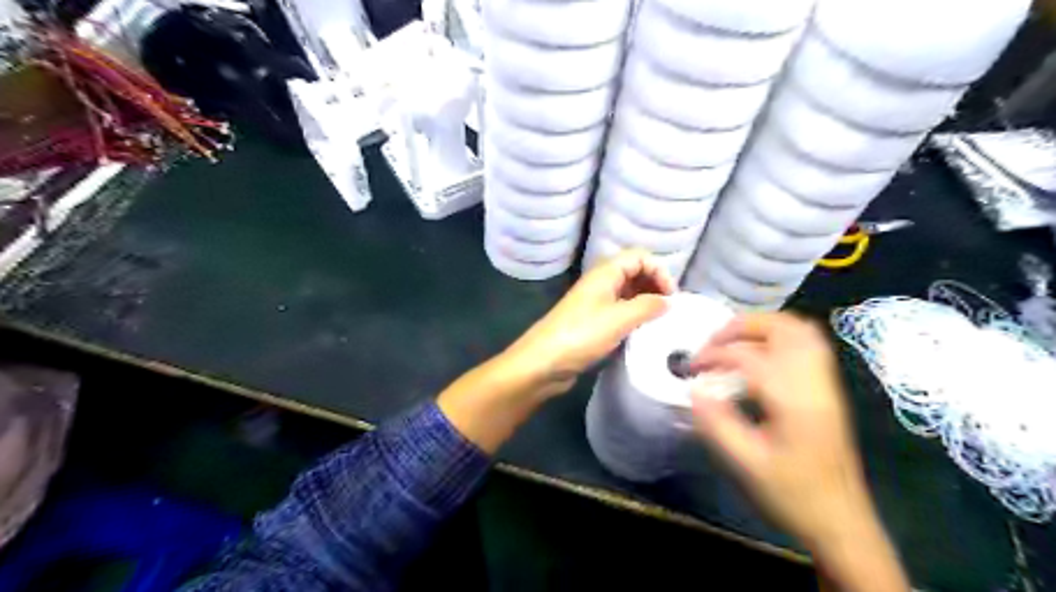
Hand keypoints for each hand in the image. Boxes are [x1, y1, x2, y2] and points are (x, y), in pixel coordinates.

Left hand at [439, 250, 670, 453]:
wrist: (543, 362)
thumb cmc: (581, 335)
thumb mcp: (620, 319)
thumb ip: (648, 306)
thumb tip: (668, 301)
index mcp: (605, 273)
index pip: (639, 256)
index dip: (659, 271)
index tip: (672, 297)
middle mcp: (600, 282)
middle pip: (634, 271)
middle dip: (654, 284)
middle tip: (668, 308)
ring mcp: (594, 302)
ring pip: (627, 292)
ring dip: (645, 301)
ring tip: (660, 321)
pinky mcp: (591, 321)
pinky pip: (619, 310)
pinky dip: (634, 315)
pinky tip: (642, 331)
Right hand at [694, 312, 907, 590]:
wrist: (842, 522)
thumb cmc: (793, 495)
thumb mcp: (747, 464)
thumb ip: (717, 424)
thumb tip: (694, 389)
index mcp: (793, 400)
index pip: (749, 356)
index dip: (715, 354)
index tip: (691, 367)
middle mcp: (814, 382)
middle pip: (784, 328)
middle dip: (742, 326)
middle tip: (713, 342)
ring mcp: (826, 383)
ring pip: (801, 330)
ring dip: (763, 326)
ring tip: (734, 341)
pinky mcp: (828, 390)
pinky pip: (808, 344)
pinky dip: (780, 337)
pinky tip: (760, 354)